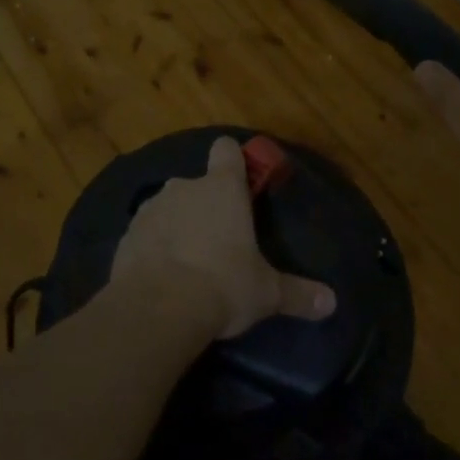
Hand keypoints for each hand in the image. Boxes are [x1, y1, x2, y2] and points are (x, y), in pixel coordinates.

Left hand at [112, 137, 336, 339]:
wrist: (158, 308)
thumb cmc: (223, 285)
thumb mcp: (266, 293)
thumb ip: (298, 293)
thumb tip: (332, 303)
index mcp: (223, 188)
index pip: (226, 150)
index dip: (232, 160)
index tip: (239, 180)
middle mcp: (185, 187)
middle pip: (197, 184)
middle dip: (205, 206)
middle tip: (217, 241)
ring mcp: (152, 208)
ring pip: (169, 207)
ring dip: (176, 225)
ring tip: (186, 263)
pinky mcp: (127, 234)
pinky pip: (145, 233)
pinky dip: (153, 247)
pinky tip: (159, 276)